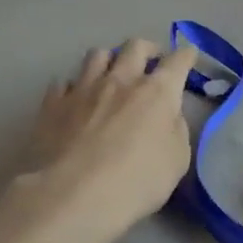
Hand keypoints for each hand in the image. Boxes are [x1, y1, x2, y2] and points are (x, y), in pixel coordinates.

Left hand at [1, 38, 197, 242]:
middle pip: (136, 46)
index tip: (188, 56)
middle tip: (151, 61)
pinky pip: (63, 83)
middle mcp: (121, 80)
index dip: (186, 56)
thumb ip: (175, 130)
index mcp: (157, 92)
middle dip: (148, 49)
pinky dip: (73, 88)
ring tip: (110, 74)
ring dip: (109, 60)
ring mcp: (83, 89)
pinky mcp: (53, 104)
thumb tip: (167, 115)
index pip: (177, 61)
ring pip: (97, 55)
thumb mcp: (177, 161)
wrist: (73, 196)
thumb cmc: (136, 182)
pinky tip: (74, 100)